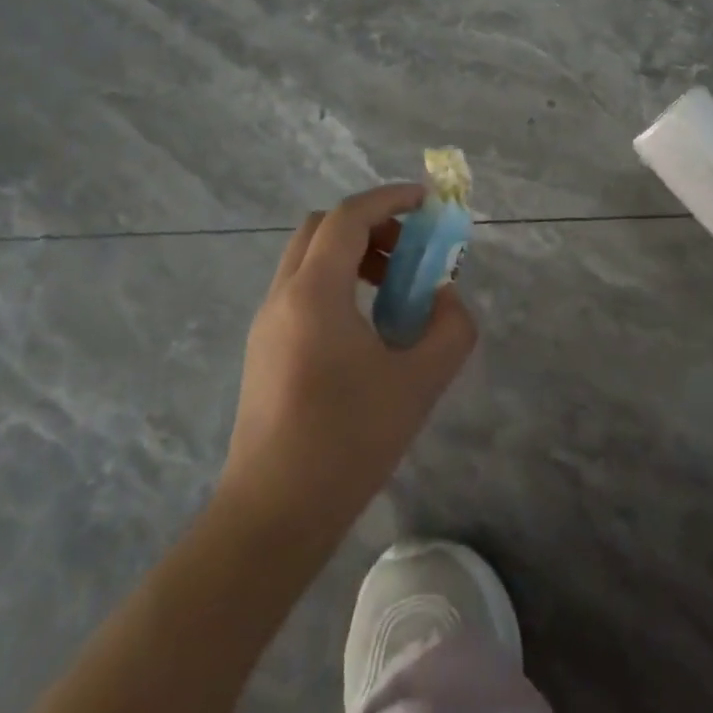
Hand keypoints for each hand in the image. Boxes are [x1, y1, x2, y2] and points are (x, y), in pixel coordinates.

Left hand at [219, 184, 476, 542]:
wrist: (273, 514)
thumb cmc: (348, 441)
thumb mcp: (420, 382)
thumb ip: (450, 328)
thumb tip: (445, 299)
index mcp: (314, 293)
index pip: (348, 217)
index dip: (389, 198)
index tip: (427, 202)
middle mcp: (282, 296)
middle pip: (322, 228)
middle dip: (370, 223)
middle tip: (409, 248)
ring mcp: (266, 323)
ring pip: (308, 258)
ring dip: (352, 253)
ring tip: (394, 288)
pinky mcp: (263, 349)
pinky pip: (301, 289)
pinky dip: (336, 281)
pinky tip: (366, 325)